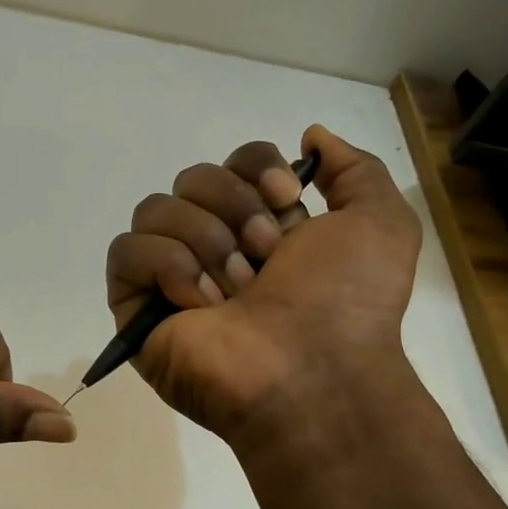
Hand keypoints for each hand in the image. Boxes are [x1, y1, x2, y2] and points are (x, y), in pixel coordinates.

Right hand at [105, 125, 421, 448]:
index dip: (255, 167)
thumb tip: (310, 136)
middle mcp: (214, 246)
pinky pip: (127, 252)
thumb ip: (354, 169)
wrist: (312, 372)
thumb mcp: (380, 222)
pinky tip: (199, 303)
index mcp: (262, 227)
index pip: (234, 162)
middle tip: (264, 258)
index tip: (287, 198)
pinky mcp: (136, 307)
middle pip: (192, 178)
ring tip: (235, 292)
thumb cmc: (347, 303)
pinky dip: (166, 267)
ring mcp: (171, 278)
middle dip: (233, 208)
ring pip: (155, 210)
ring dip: (204, 241)